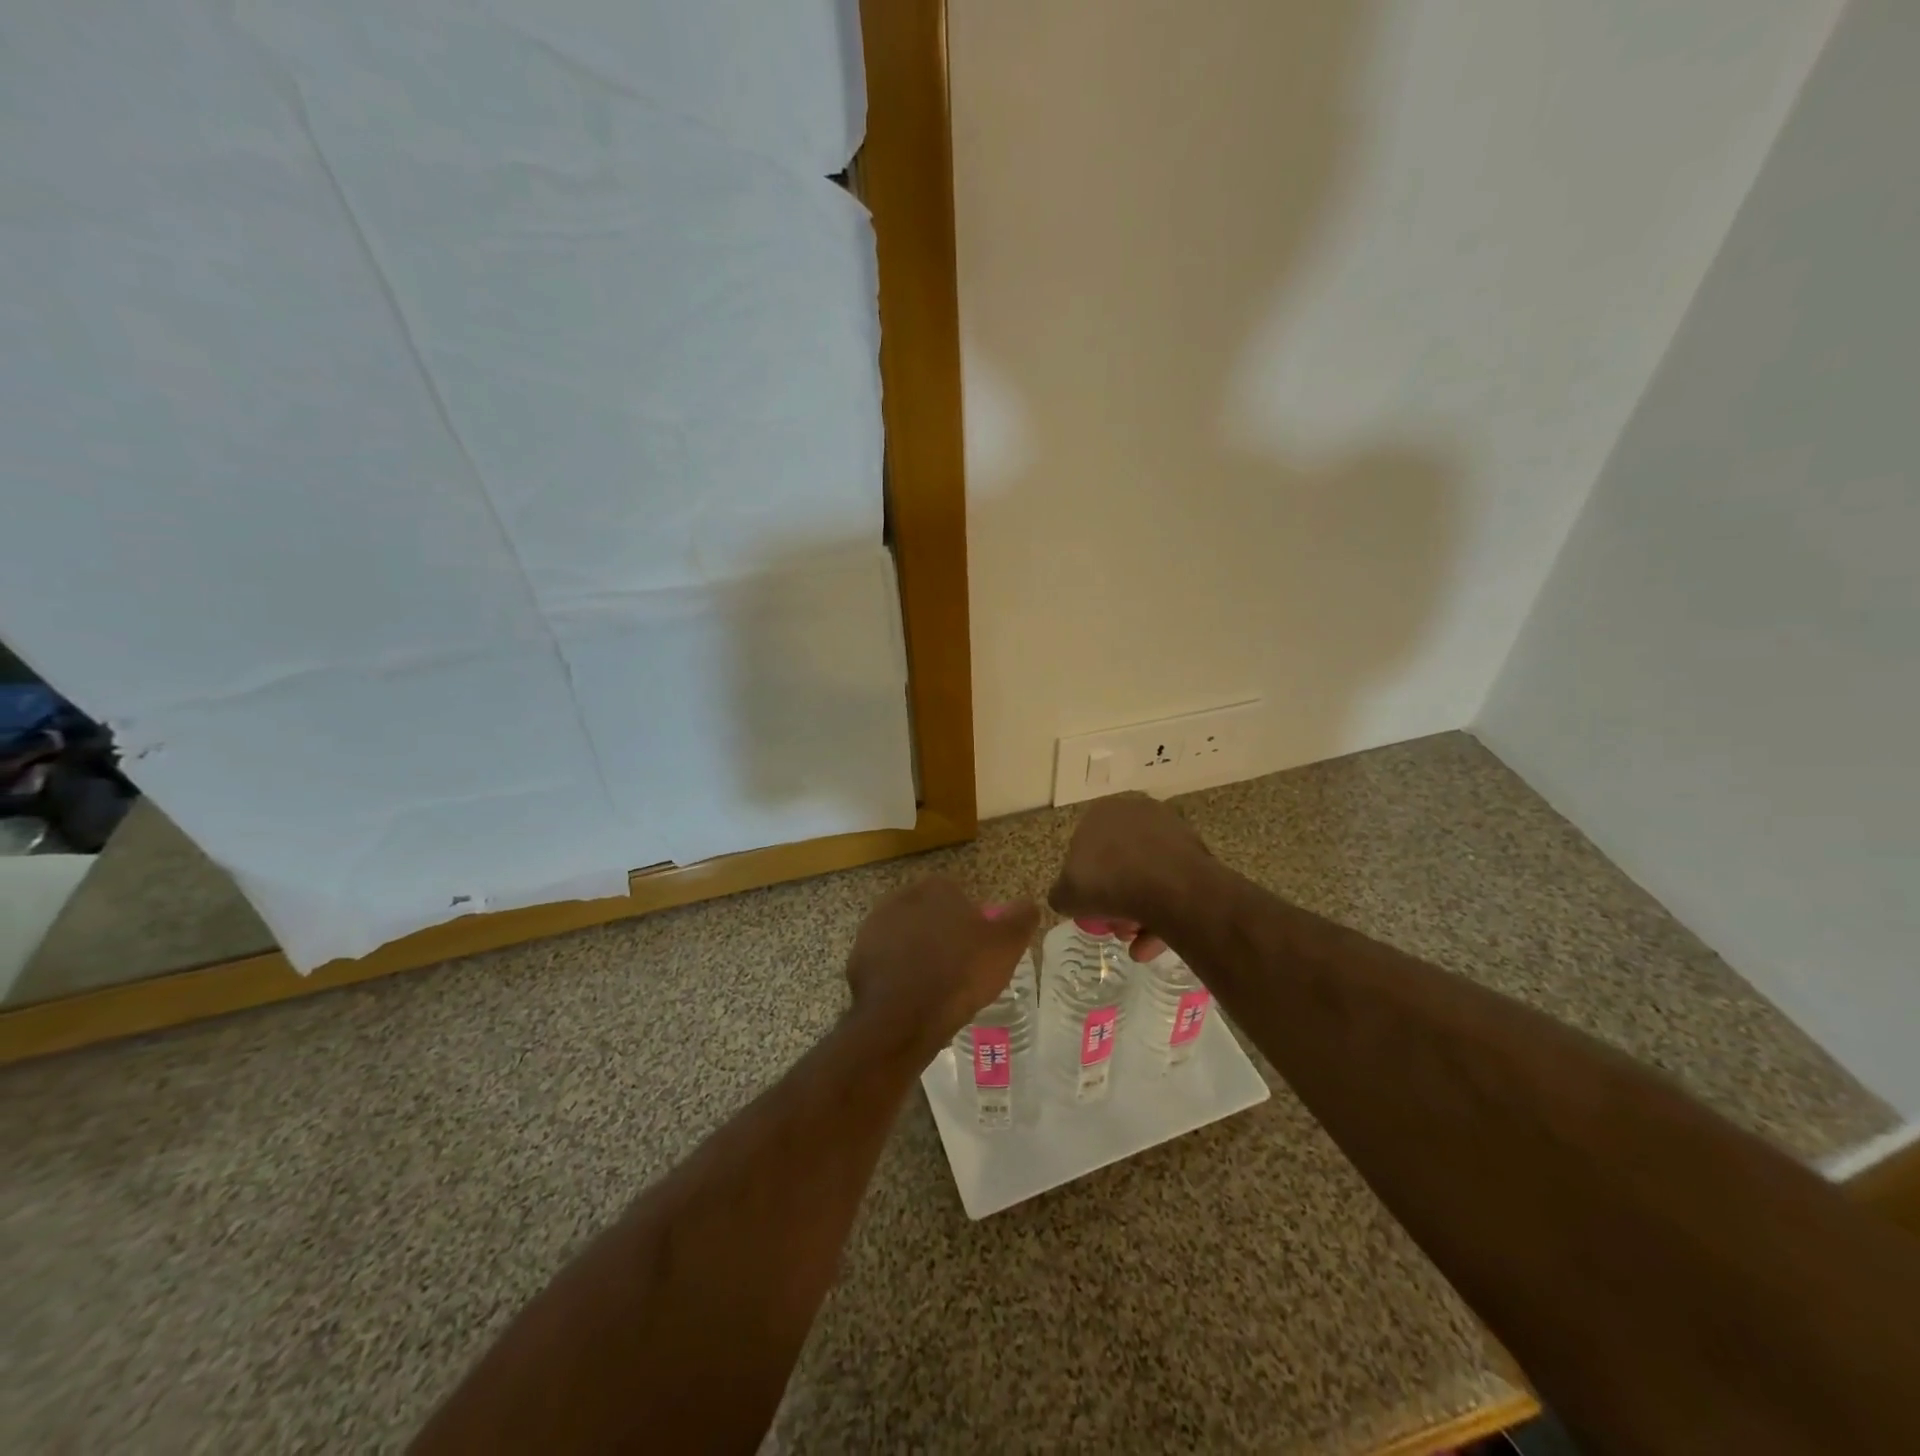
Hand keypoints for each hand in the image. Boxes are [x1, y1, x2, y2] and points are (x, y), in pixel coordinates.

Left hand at [845, 878, 1040, 1058]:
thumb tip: (1028, 903)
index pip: (958, 896)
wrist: (903, 1017)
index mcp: (936, 888)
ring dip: (917, 954)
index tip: (978, 949)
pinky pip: (885, 961)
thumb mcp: (1005, 945)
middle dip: (941, 935)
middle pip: (929, 914)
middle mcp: (901, 898)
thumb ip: (1021, 917)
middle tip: (959, 968)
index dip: (970, 923)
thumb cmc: (959, 973)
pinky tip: (911, 996)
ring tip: (935, 986)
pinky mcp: (857, 957)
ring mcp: (874, 927)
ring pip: (905, 937)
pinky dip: (897, 974)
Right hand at [1049, 794, 1212, 960]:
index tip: (1089, 906)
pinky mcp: (1196, 852)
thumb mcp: (1067, 895)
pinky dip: (1163, 911)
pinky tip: (1155, 943)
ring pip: (1147, 876)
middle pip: (1118, 863)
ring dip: (1139, 912)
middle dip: (1115, 898)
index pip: (1084, 848)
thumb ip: (1061, 894)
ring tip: (1137, 943)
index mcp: (1101, 812)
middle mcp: (1136, 812)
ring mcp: (1170, 830)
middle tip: (1115, 926)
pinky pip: (1172, 884)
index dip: (1084, 881)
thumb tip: (1067, 897)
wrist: (1171, 888)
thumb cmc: (1109, 883)